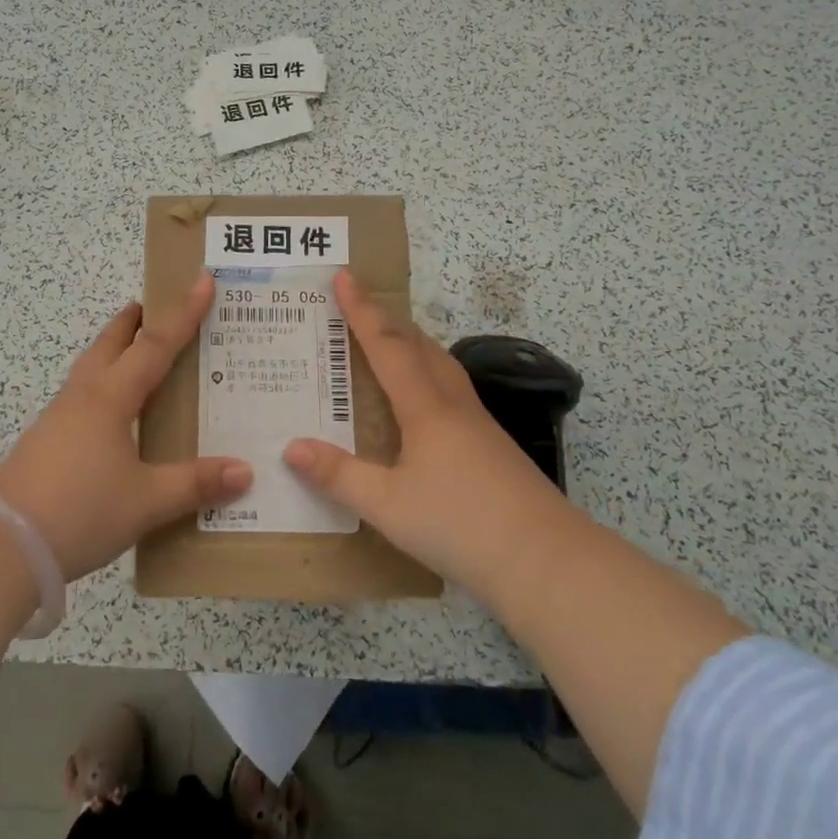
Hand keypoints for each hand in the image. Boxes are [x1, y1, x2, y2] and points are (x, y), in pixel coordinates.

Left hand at [0, 273, 251, 581]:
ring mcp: (60, 417)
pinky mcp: (47, 440)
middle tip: (154, 306)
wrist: (2, 543)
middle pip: (110, 343)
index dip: (183, 314)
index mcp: (111, 397)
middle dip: (134, 321)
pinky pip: (83, 395)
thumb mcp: (146, 501)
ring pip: (92, 368)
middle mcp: (84, 396)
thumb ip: (195, 484)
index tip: (201, 281)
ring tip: (135, 351)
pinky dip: (104, 383)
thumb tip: (245, 470)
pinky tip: (112, 411)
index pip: (156, 345)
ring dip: (114, 350)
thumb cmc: (80, 509)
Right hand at [283, 269, 572, 600]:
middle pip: (420, 347)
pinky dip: (429, 377)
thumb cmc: (460, 525)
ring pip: (442, 367)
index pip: (386, 346)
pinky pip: (452, 393)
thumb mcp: (388, 505)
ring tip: (391, 345)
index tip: (344, 276)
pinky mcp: (493, 449)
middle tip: (361, 306)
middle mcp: (454, 406)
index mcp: (425, 409)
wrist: (547, 562)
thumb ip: (339, 475)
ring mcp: (480, 426)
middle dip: (388, 321)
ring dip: (413, 345)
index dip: (362, 310)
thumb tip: (291, 447)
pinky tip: (424, 406)